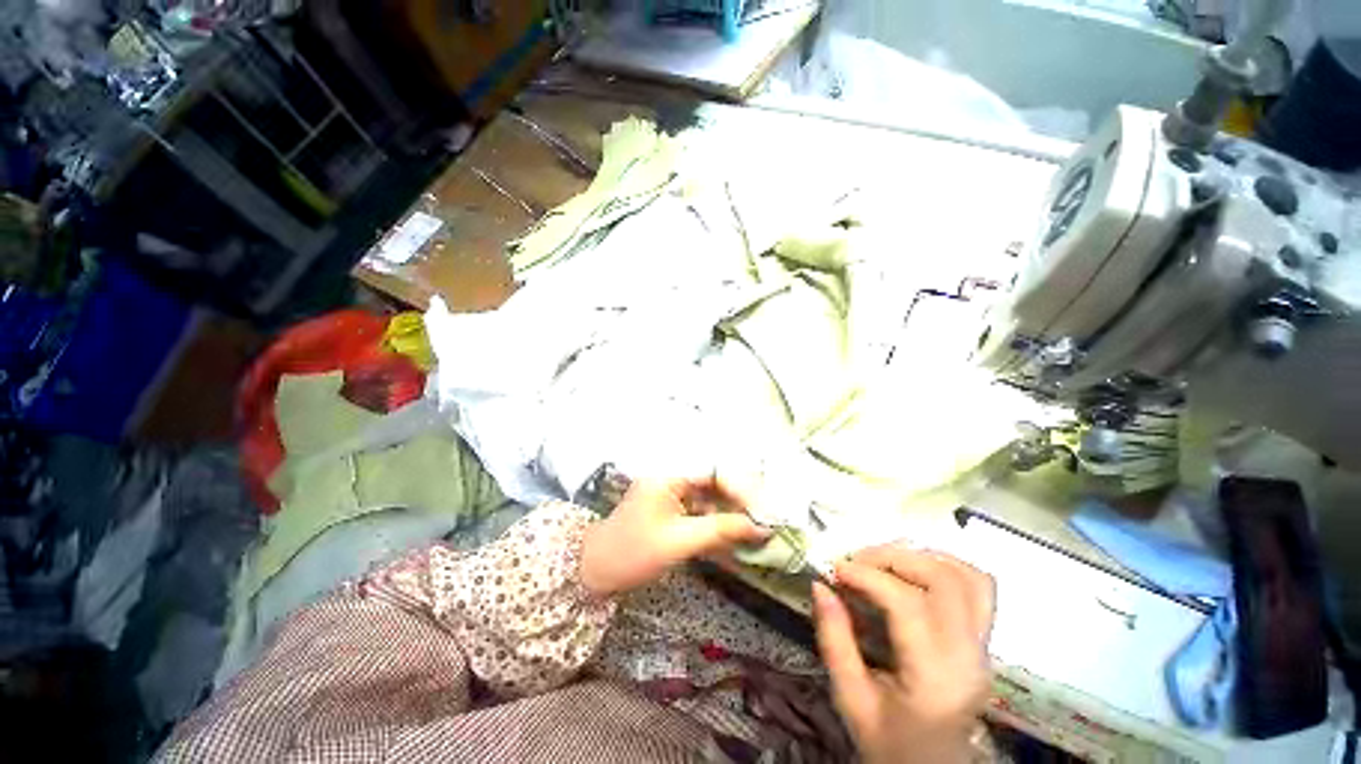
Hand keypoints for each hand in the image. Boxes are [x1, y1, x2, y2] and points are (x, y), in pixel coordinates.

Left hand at [580, 476, 769, 596]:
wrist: (595, 571)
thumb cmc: (633, 553)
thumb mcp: (679, 541)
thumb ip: (721, 529)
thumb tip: (762, 528)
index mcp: (669, 474)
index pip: (715, 471)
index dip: (743, 489)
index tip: (764, 514)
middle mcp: (674, 476)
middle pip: (717, 480)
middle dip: (742, 501)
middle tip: (766, 523)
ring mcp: (674, 491)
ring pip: (713, 496)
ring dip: (734, 513)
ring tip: (757, 532)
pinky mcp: (675, 507)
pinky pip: (704, 509)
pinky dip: (721, 523)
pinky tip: (736, 537)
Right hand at [812, 546, 994, 763]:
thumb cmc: (888, 742)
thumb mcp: (851, 699)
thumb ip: (834, 640)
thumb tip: (820, 585)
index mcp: (934, 678)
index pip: (907, 604)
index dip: (867, 576)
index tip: (836, 569)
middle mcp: (968, 656)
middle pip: (943, 580)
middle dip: (893, 558)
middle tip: (857, 562)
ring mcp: (983, 648)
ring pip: (967, 577)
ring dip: (922, 558)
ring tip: (884, 563)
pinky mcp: (984, 642)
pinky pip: (978, 588)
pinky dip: (946, 567)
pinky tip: (914, 573)